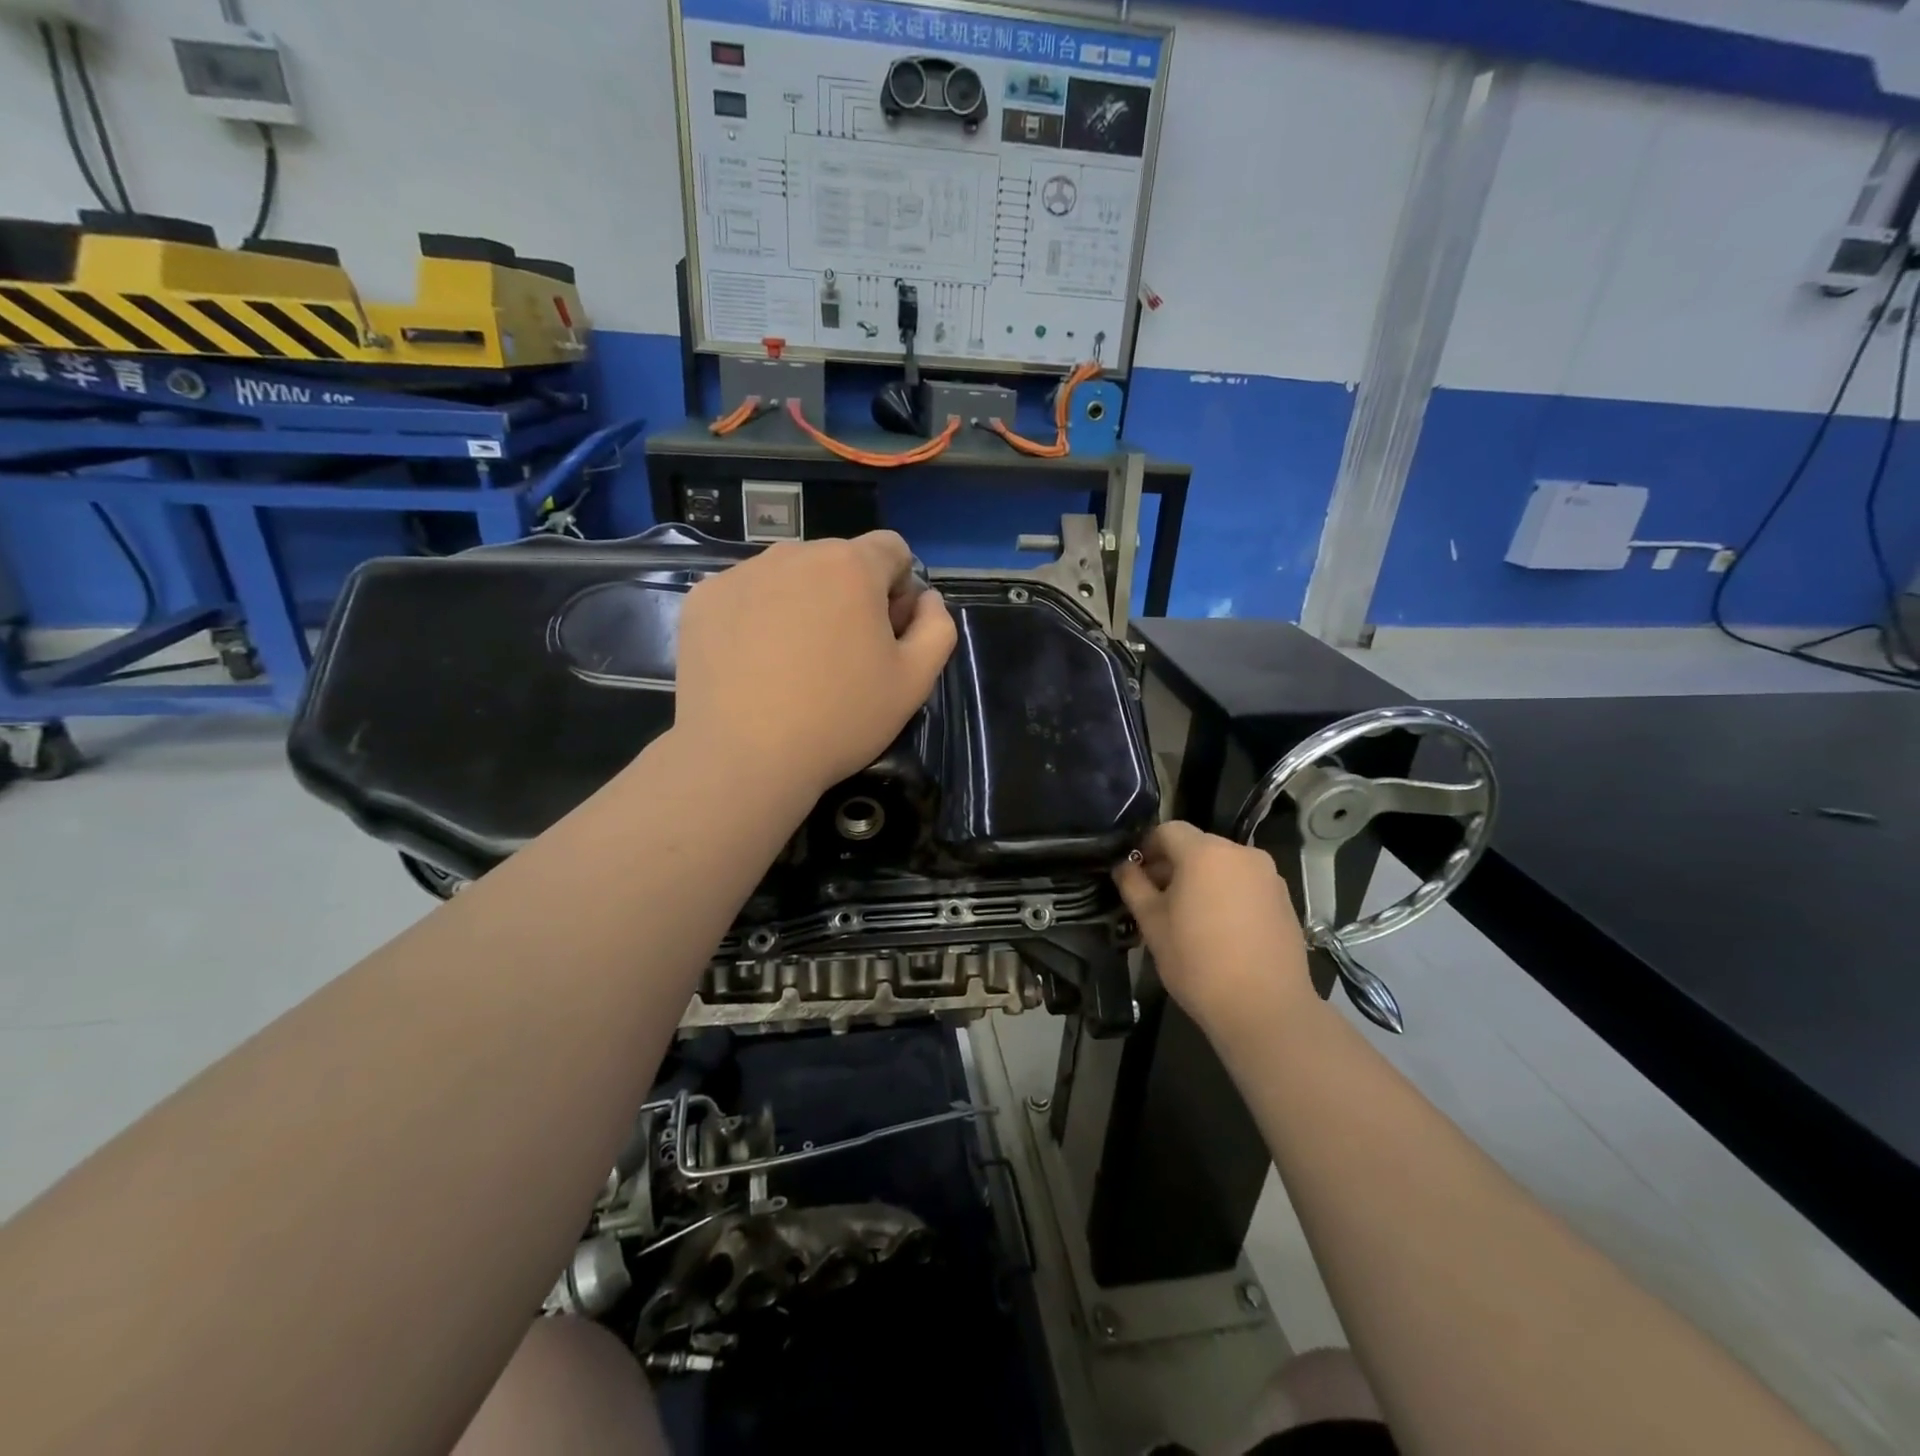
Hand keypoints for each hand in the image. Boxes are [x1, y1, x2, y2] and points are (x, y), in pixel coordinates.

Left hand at [673, 531, 957, 798]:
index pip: (891, 549)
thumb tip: (925, 598)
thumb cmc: (840, 718)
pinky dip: (757, 618)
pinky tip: (754, 665)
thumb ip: (937, 627)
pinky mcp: (702, 600)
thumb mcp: (914, 681)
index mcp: (851, 565)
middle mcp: (794, 553)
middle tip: (843, 657)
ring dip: (803, 604)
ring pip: (789, 576)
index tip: (887, 635)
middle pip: (838, 561)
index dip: (900, 589)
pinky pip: (746, 595)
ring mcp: (740, 573)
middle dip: (850, 596)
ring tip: (793, 664)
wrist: (743, 757)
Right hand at [1114, 822, 1316, 1042]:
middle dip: (1174, 864)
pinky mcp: (1285, 899)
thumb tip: (1124, 866)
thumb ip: (1133, 886)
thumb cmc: (1198, 962)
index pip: (1168, 830)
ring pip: (1223, 865)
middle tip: (1156, 898)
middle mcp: (1240, 853)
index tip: (1136, 874)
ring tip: (1189, 916)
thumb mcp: (1152, 923)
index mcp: (1205, 852)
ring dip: (1202, 879)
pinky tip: (1219, 929)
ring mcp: (1268, 876)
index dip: (1147, 847)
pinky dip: (1228, 893)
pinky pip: (1246, 884)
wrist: (1265, 1009)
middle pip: (1198, 845)